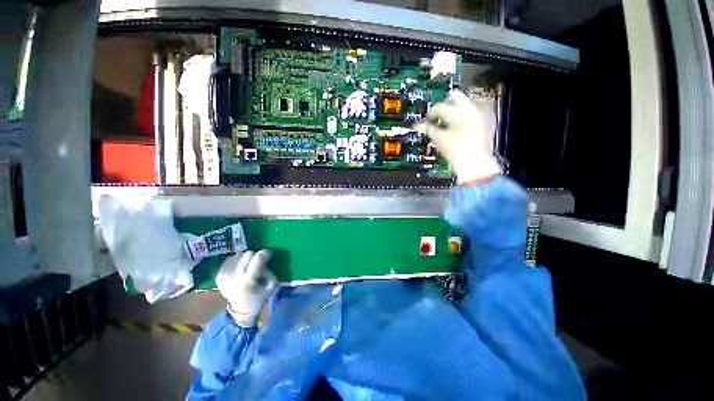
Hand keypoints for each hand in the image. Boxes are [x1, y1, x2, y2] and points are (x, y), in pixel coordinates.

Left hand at [215, 250, 276, 327]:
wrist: (240, 309)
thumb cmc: (259, 297)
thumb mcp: (270, 286)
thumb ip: (269, 271)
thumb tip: (265, 258)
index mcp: (247, 280)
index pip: (256, 259)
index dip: (264, 254)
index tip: (268, 254)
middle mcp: (233, 276)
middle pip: (247, 254)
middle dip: (254, 256)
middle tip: (258, 262)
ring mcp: (223, 275)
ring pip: (238, 254)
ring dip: (245, 258)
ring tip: (247, 266)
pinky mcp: (218, 274)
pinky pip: (230, 259)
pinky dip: (237, 261)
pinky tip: (239, 269)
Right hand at [415, 89, 500, 183]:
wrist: (474, 163)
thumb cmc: (456, 152)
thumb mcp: (439, 140)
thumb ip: (428, 129)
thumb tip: (419, 126)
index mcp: (458, 113)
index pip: (439, 106)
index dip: (431, 114)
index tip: (428, 120)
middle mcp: (471, 109)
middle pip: (455, 96)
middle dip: (445, 104)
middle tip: (439, 116)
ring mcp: (480, 113)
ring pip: (465, 102)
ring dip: (456, 109)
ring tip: (449, 123)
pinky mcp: (486, 120)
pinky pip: (473, 111)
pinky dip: (465, 115)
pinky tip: (460, 127)